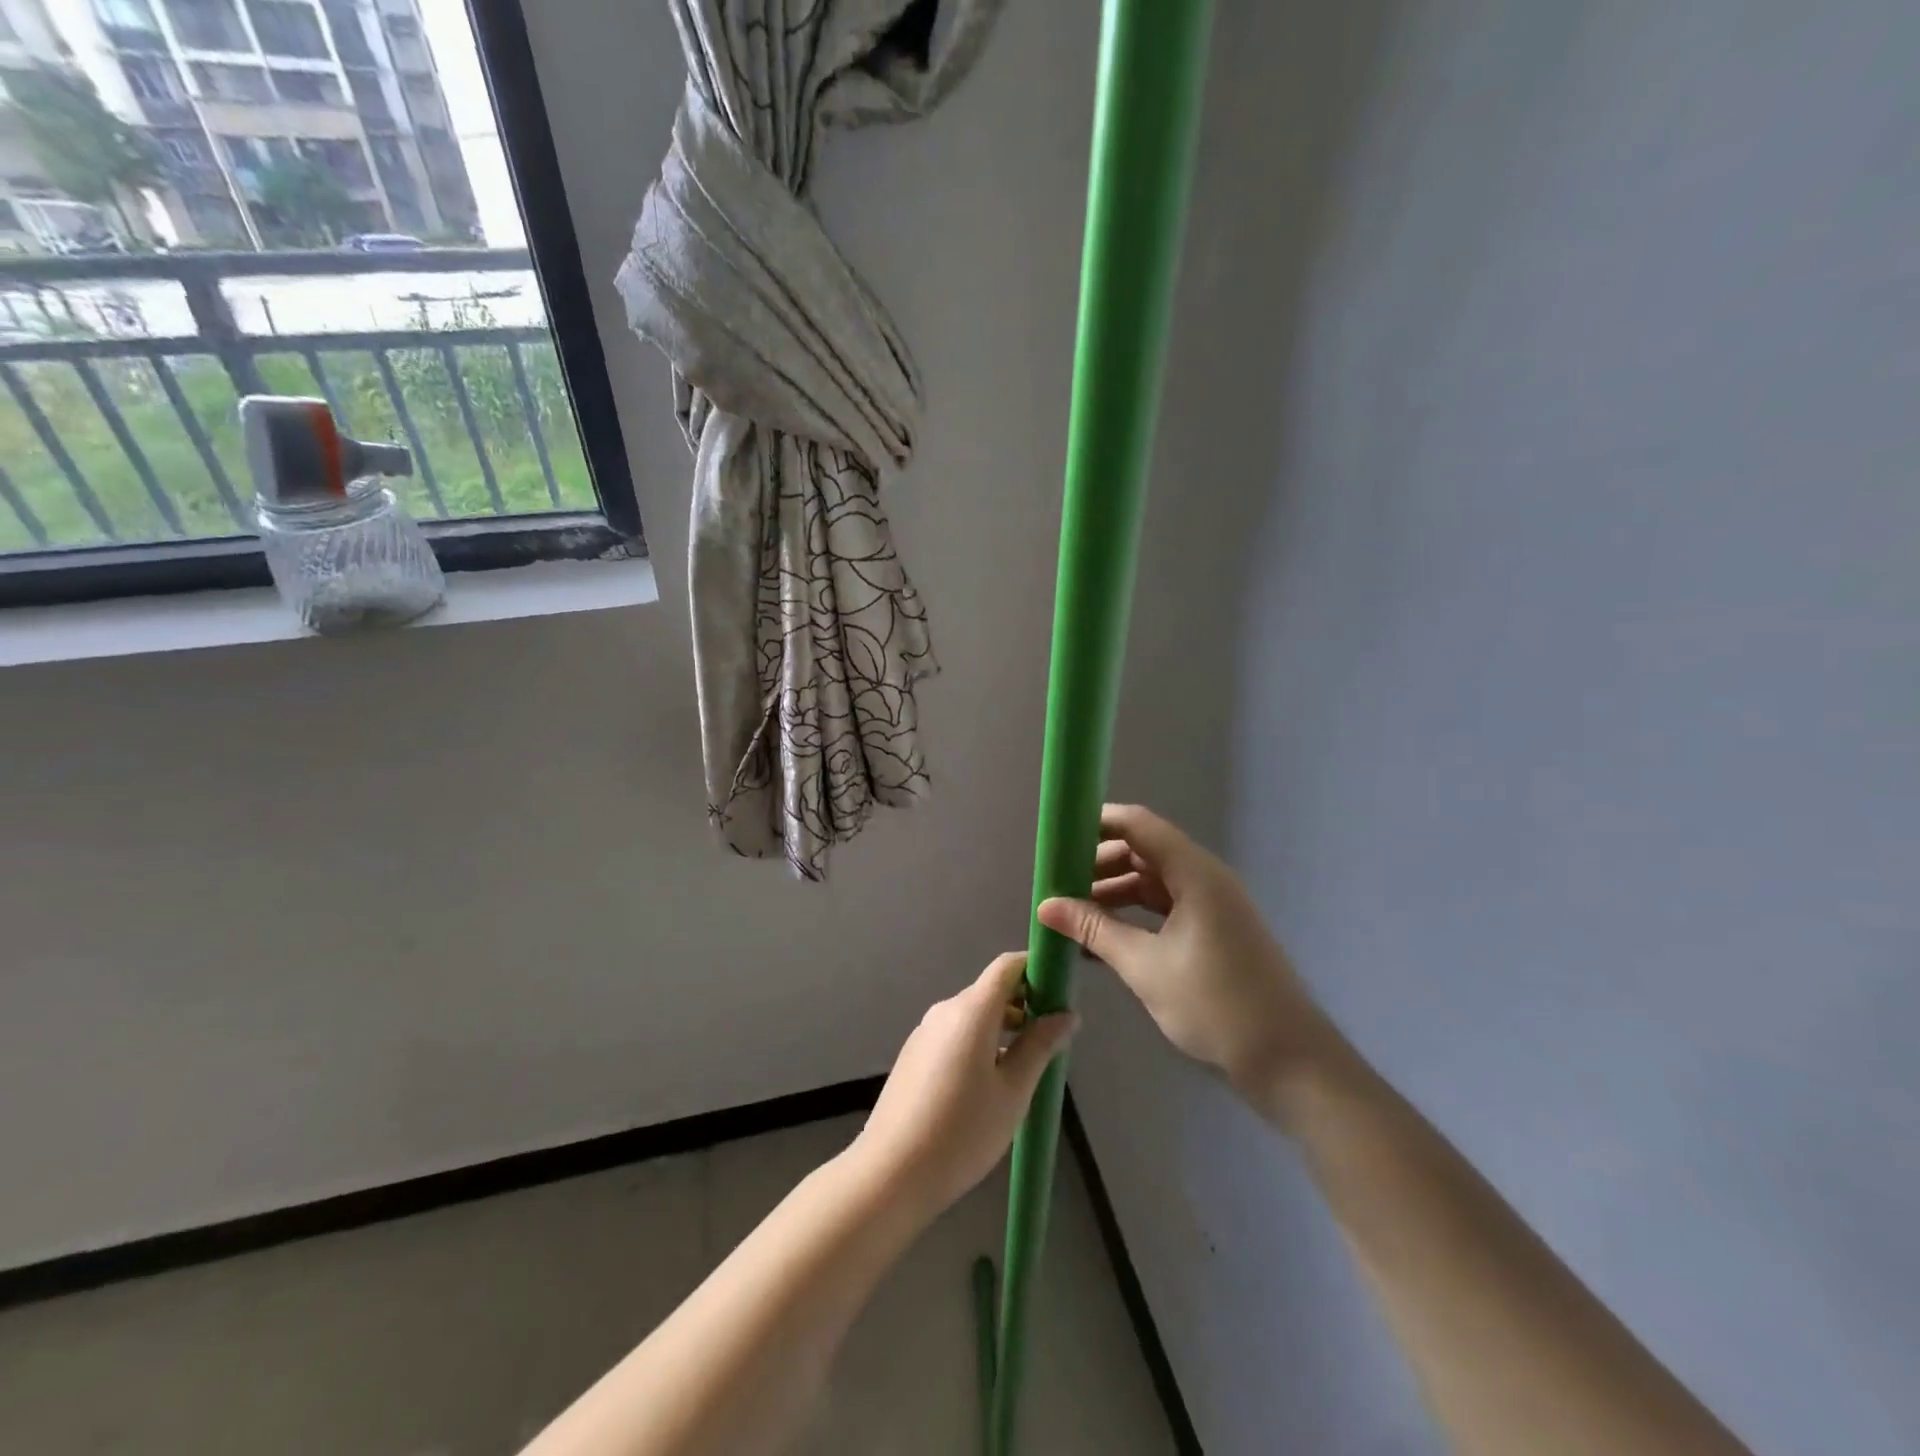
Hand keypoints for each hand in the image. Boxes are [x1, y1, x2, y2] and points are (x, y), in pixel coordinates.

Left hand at [852, 953, 1077, 1219]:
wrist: (890, 1173)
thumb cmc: (962, 1132)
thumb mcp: (1014, 1091)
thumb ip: (1040, 1046)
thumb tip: (1066, 1014)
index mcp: (971, 1011)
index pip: (1007, 966)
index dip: (1036, 969)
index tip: (1061, 992)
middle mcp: (945, 1010)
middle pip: (991, 990)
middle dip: (1025, 1004)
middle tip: (1052, 1040)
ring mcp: (925, 1032)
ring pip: (973, 1015)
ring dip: (1003, 1028)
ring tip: (1026, 1068)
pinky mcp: (914, 1055)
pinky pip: (955, 1035)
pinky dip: (980, 1043)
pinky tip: (989, 1086)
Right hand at [1038, 804, 1336, 1096]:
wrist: (1288, 1059)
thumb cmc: (1215, 1004)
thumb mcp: (1145, 966)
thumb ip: (1095, 930)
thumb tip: (1046, 906)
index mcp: (1194, 873)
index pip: (1138, 825)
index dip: (1097, 823)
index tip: (1057, 836)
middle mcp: (1204, 878)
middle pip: (1143, 851)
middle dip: (1098, 864)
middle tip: (1058, 885)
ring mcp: (1212, 905)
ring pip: (1152, 882)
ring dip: (1113, 893)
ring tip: (1072, 916)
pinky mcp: (1214, 930)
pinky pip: (1165, 907)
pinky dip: (1134, 916)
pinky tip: (1102, 940)